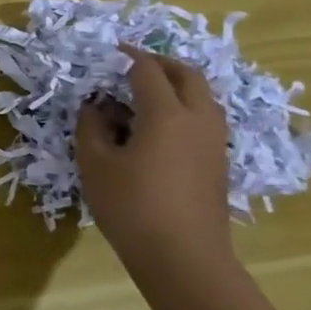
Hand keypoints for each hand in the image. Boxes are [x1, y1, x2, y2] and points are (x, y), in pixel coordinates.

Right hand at [76, 45, 234, 284]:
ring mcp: (214, 142)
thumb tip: (95, 106)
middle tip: (132, 65)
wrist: (184, 257)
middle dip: (160, 63)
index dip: (126, 56)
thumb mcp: (96, 164)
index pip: (147, 70)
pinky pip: (204, 119)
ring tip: (143, 95)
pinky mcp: (218, 162)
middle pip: (187, 75)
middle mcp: (198, 119)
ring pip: (202, 97)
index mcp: (167, 114)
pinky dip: (183, 108)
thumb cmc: (132, 206)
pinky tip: (156, 128)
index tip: (108, 51)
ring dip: (176, 85)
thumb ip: (92, 127)